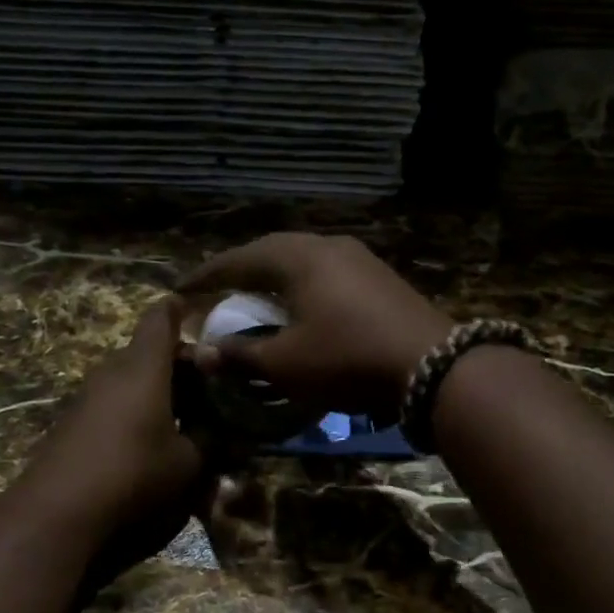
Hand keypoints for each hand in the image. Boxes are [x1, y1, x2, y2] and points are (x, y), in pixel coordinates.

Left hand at [20, 298, 208, 574]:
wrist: (58, 509)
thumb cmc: (133, 473)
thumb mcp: (188, 462)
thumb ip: (211, 442)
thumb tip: (230, 435)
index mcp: (144, 368)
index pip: (161, 319)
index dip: (180, 310)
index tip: (198, 310)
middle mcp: (113, 371)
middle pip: (147, 350)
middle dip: (178, 361)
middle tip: (209, 382)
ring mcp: (89, 396)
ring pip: (129, 377)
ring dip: (157, 387)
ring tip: (185, 412)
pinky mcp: (74, 421)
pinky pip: (113, 400)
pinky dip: (136, 407)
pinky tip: (150, 437)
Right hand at [180, 234, 453, 422]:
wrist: (432, 366)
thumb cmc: (347, 359)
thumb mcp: (286, 364)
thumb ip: (241, 356)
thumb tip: (204, 355)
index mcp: (298, 258)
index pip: (238, 259)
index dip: (206, 276)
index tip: (181, 289)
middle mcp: (327, 246)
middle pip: (271, 252)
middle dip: (241, 270)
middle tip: (218, 289)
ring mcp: (359, 259)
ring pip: (302, 260)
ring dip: (274, 277)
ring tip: (256, 296)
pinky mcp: (380, 278)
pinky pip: (326, 273)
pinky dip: (302, 287)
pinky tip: (302, 307)